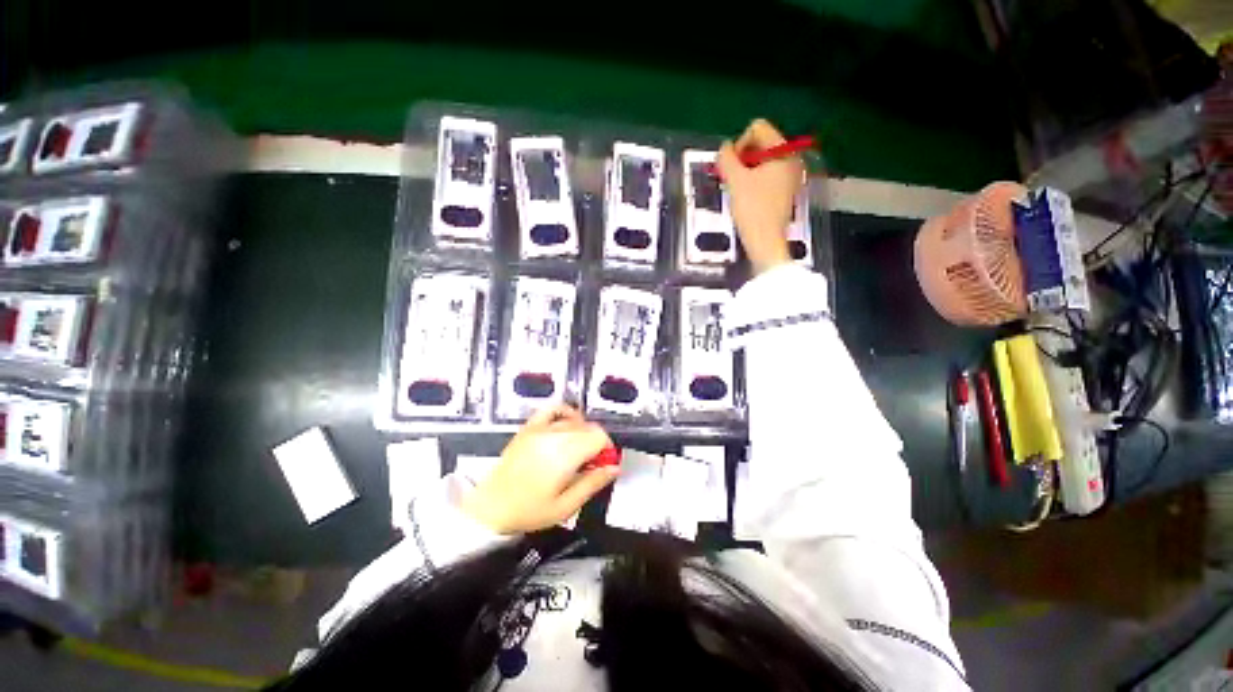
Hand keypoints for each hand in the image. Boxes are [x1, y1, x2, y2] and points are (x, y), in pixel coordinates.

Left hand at [461, 404, 616, 534]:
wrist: (489, 508)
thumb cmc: (529, 511)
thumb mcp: (566, 506)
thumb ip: (593, 483)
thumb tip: (615, 468)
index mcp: (565, 454)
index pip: (599, 436)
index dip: (607, 449)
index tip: (603, 464)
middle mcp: (554, 435)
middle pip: (589, 427)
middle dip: (596, 443)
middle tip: (590, 464)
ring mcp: (540, 428)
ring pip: (574, 420)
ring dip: (583, 432)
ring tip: (577, 451)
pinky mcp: (529, 427)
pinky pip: (552, 409)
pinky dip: (565, 413)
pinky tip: (567, 424)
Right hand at [716, 119, 805, 274]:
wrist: (766, 243)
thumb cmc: (752, 210)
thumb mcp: (735, 181)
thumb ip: (726, 158)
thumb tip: (724, 147)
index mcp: (783, 151)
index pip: (757, 128)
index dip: (739, 144)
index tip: (731, 168)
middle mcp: (791, 159)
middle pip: (761, 144)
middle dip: (742, 158)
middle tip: (731, 180)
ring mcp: (790, 176)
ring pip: (762, 161)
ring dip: (745, 171)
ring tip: (737, 191)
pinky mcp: (785, 191)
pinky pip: (767, 176)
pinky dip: (754, 182)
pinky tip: (746, 199)